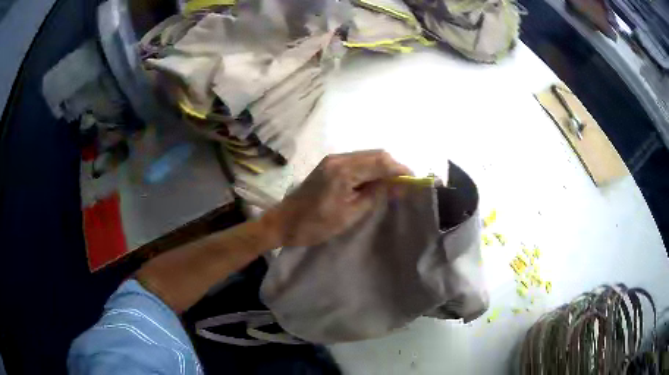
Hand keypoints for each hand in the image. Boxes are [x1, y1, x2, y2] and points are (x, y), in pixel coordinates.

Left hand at [263, 150, 411, 246]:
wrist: (283, 222)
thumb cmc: (315, 224)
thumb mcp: (350, 214)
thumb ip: (374, 195)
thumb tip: (396, 185)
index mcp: (344, 170)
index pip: (380, 162)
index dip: (400, 169)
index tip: (414, 180)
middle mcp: (339, 158)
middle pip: (376, 154)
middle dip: (393, 167)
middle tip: (404, 185)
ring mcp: (333, 159)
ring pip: (367, 156)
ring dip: (382, 167)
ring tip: (393, 186)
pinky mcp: (330, 165)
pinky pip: (357, 161)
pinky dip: (371, 169)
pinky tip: (375, 182)